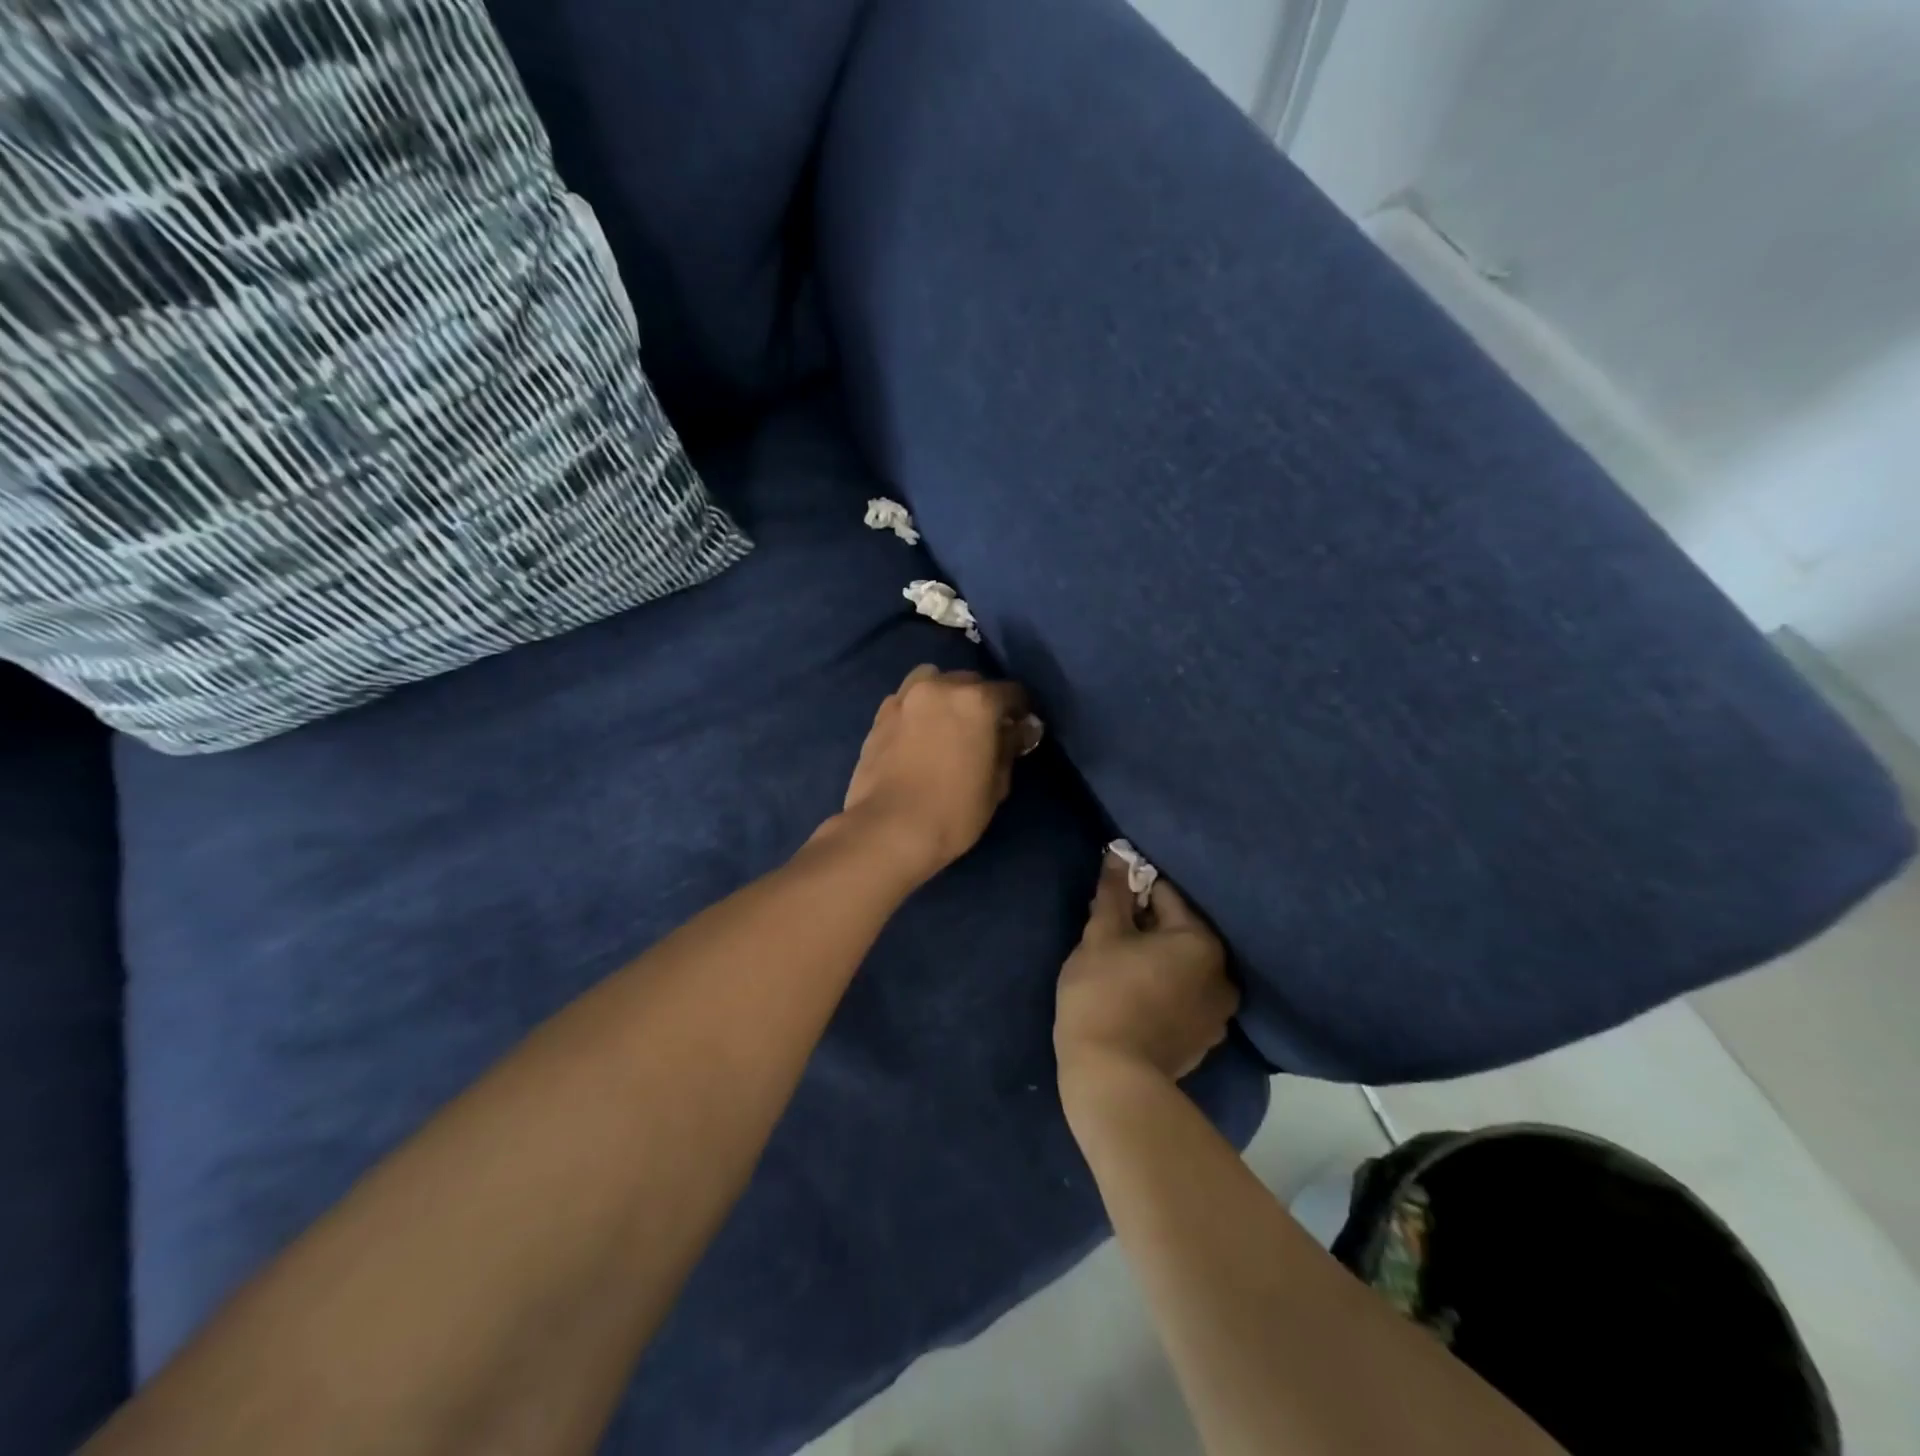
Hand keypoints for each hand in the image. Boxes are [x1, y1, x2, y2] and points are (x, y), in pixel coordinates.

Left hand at [837, 665, 1038, 884]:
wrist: (888, 829)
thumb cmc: (953, 811)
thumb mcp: (996, 784)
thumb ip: (1009, 747)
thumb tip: (1020, 729)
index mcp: (977, 701)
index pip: (1012, 692)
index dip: (1021, 710)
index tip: (1021, 729)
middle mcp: (940, 687)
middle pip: (971, 682)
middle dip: (982, 701)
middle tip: (984, 731)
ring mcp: (905, 698)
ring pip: (933, 680)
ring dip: (945, 694)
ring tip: (947, 723)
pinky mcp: (880, 716)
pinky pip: (906, 699)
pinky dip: (917, 708)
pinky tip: (918, 733)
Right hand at [1055, 850, 1239, 1091]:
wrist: (1111, 1078)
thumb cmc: (1103, 994)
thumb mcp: (1101, 935)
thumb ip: (1113, 893)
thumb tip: (1118, 854)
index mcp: (1202, 942)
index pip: (1166, 896)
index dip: (1133, 893)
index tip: (1108, 904)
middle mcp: (1223, 974)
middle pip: (1179, 932)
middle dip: (1146, 928)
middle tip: (1109, 936)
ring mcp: (1218, 1013)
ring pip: (1183, 967)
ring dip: (1157, 960)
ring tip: (1121, 968)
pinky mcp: (1205, 1041)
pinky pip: (1185, 998)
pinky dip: (1165, 989)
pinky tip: (1136, 998)